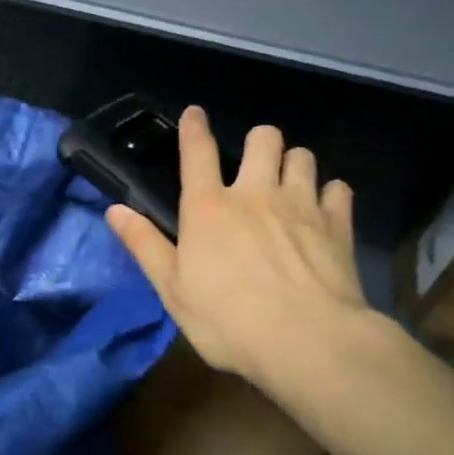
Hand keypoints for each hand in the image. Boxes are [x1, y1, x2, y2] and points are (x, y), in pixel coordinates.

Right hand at [106, 106, 374, 391]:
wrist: (306, 341)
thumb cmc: (227, 320)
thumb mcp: (172, 289)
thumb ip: (145, 245)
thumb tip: (114, 210)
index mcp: (209, 207)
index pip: (197, 152)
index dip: (194, 127)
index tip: (195, 113)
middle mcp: (255, 194)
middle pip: (264, 139)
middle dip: (259, 142)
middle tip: (256, 165)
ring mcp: (301, 205)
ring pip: (303, 157)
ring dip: (294, 164)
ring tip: (289, 183)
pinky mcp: (337, 225)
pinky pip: (339, 190)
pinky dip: (330, 194)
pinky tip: (325, 210)